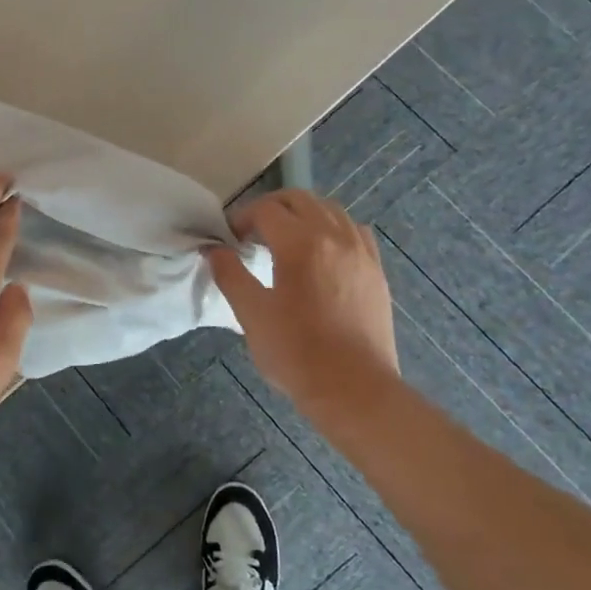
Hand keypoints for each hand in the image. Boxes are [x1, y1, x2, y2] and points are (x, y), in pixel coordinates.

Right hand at [206, 189, 399, 423]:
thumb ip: (230, 275)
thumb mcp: (252, 315)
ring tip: (285, 242)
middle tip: (251, 234)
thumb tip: (213, 249)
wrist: (354, 390)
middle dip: (271, 208)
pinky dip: (332, 229)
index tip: (229, 240)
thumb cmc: (296, 354)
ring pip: (330, 210)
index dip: (241, 218)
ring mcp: (361, 252)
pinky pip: (354, 230)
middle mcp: (335, 236)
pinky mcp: (376, 270)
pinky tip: (322, 254)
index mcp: (301, 244)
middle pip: (300, 199)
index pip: (266, 210)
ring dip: (302, 215)